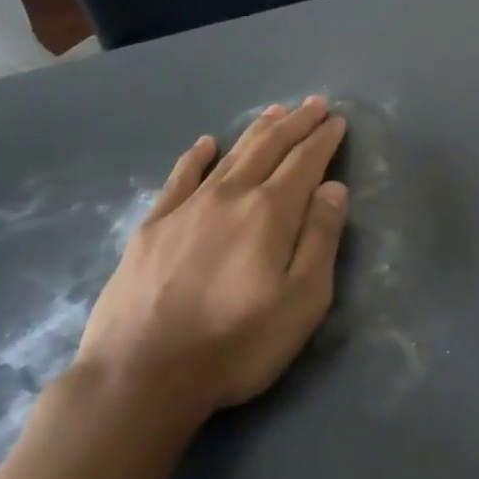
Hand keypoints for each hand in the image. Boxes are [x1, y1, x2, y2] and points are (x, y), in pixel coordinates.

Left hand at [73, 97, 348, 434]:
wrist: (141, 375)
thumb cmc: (237, 343)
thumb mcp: (302, 301)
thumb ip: (321, 240)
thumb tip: (332, 189)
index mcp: (270, 213)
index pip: (304, 163)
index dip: (323, 140)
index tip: (337, 121)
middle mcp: (229, 197)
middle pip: (268, 149)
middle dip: (295, 124)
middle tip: (313, 103)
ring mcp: (185, 209)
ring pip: (229, 156)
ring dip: (256, 131)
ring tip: (275, 111)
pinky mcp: (152, 227)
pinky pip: (179, 178)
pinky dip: (195, 157)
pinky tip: (205, 144)